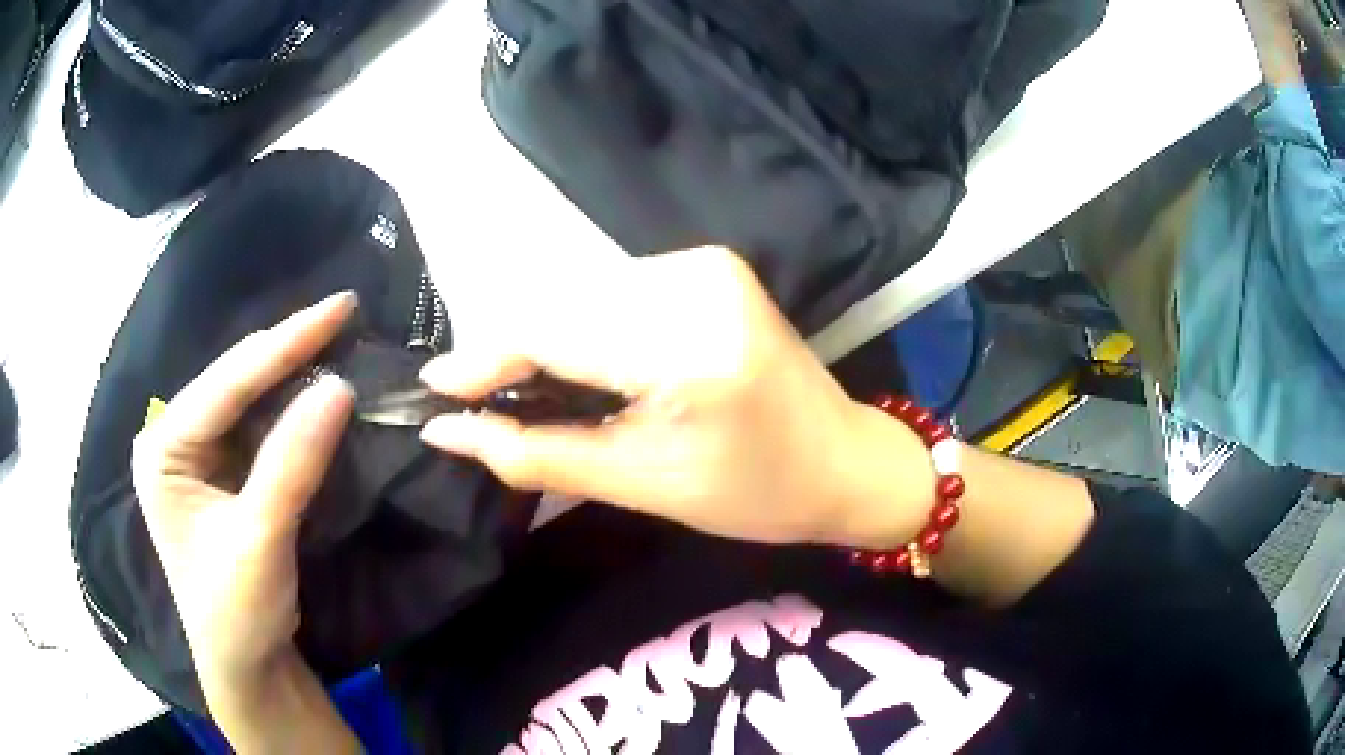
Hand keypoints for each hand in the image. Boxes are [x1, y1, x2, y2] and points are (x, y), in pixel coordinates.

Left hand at [131, 293, 356, 694]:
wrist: (247, 664)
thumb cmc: (237, 612)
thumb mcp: (260, 541)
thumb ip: (292, 464)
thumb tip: (340, 386)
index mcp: (163, 449)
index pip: (226, 384)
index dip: (285, 345)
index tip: (341, 306)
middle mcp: (173, 439)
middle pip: (235, 380)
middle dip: (288, 350)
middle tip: (344, 313)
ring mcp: (196, 453)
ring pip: (247, 396)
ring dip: (292, 371)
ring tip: (336, 336)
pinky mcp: (221, 470)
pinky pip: (257, 424)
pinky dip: (291, 405)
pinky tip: (316, 383)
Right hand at [419, 247, 932, 546]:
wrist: (843, 460)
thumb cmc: (754, 494)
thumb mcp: (639, 485)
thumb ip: (534, 454)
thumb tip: (445, 431)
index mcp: (687, 344)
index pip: (549, 331)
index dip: (481, 358)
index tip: (433, 391)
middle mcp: (694, 280)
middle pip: (559, 304)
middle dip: (509, 354)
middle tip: (477, 404)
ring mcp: (704, 263)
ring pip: (581, 294)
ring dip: (543, 340)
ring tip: (525, 393)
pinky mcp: (707, 265)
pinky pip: (613, 290)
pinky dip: (582, 327)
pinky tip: (579, 367)